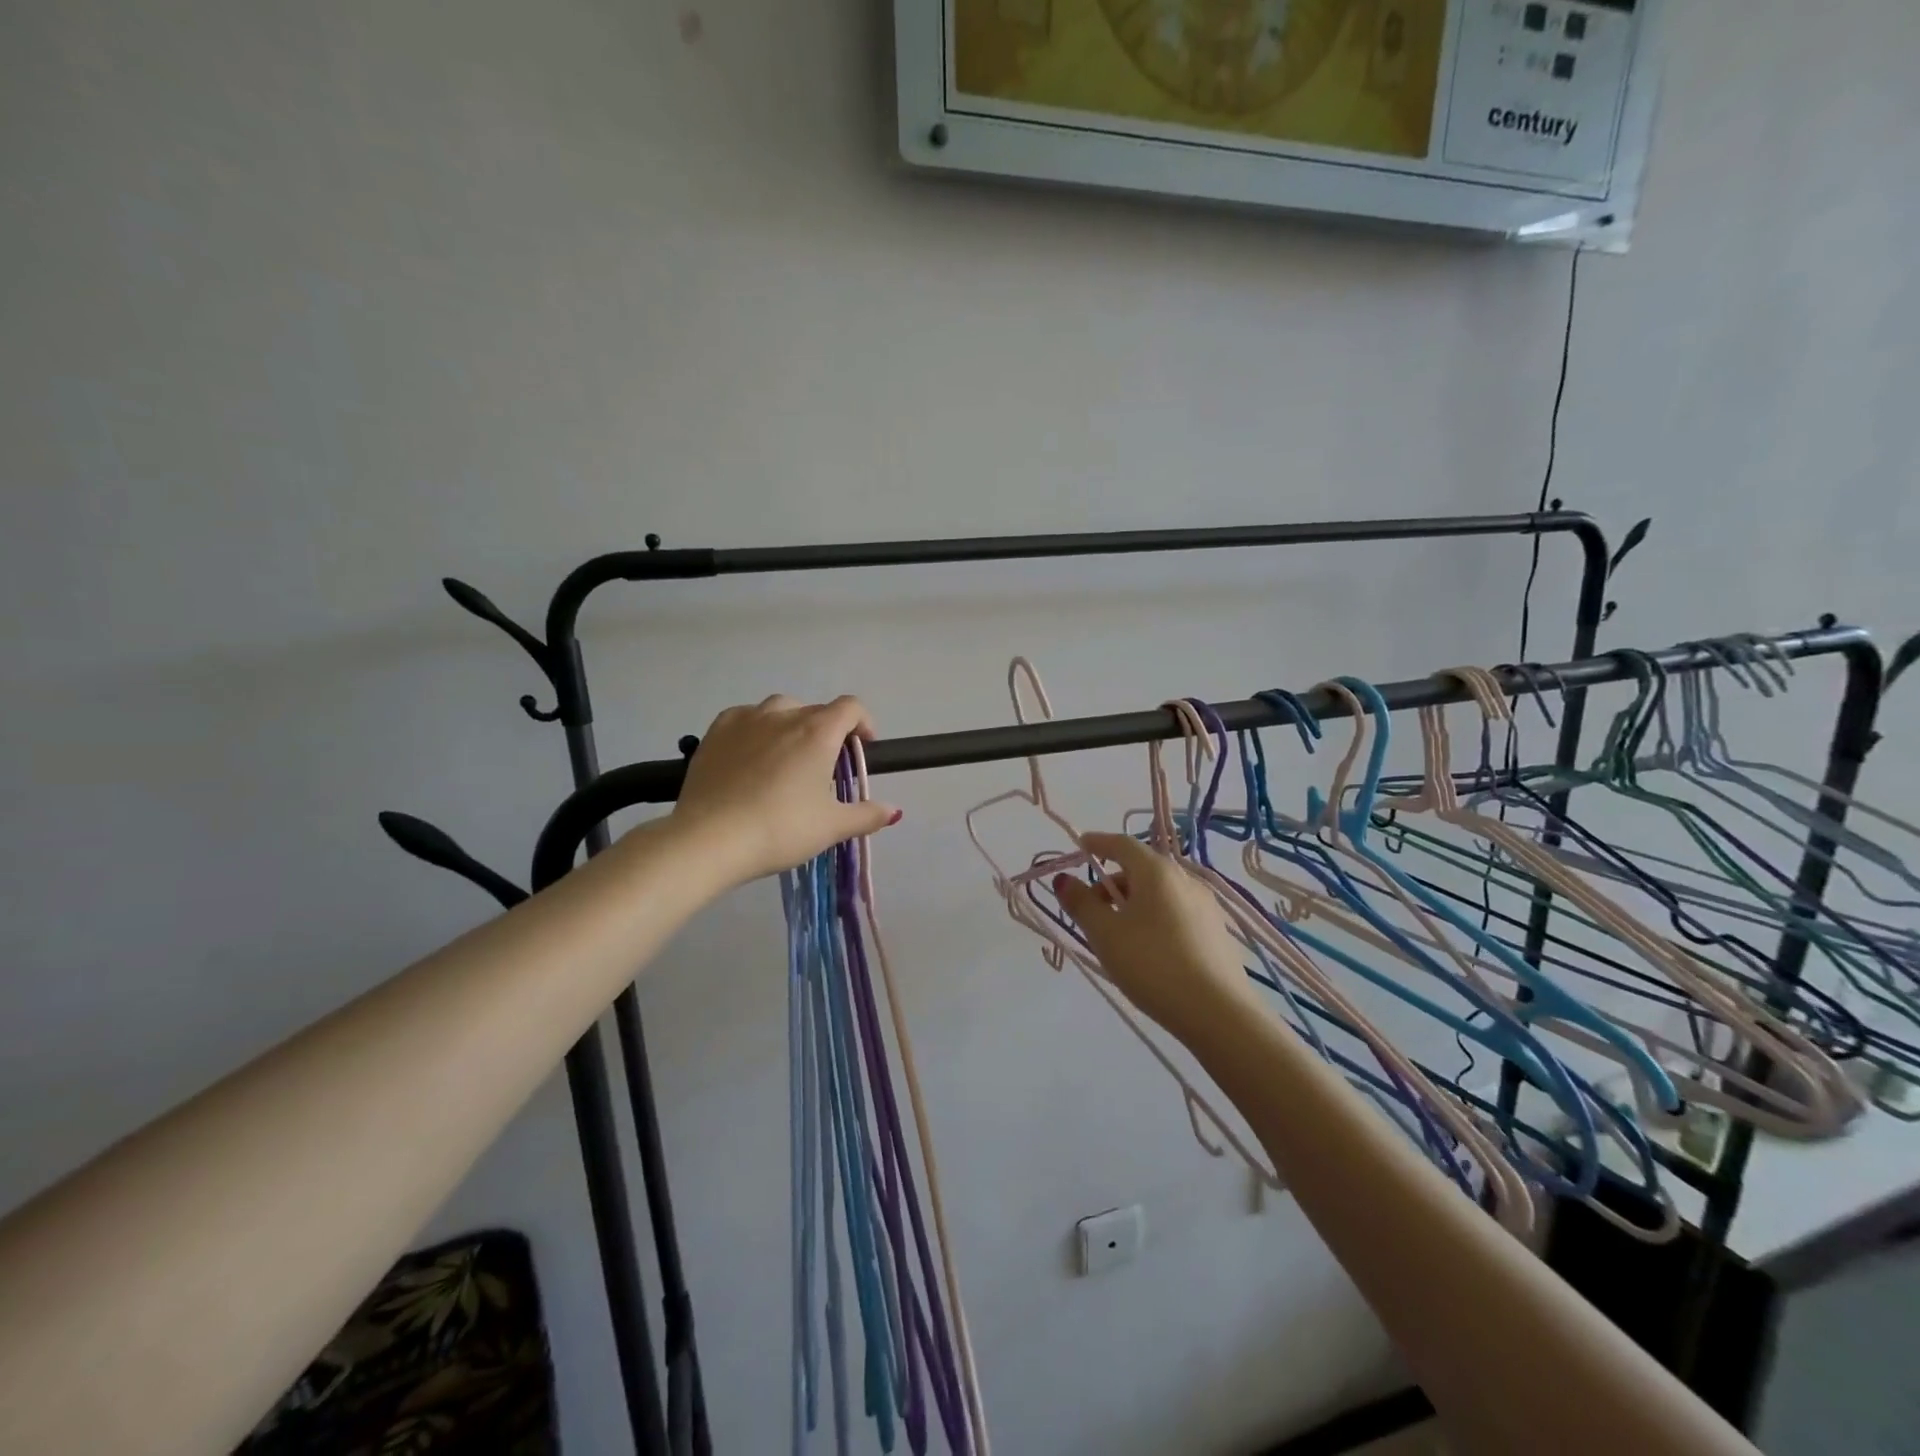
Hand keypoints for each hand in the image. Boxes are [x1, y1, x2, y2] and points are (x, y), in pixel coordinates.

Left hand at [671, 695, 899, 885]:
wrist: (710, 839)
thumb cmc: (781, 829)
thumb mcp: (831, 827)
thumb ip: (866, 815)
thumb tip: (893, 811)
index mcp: (818, 732)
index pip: (851, 707)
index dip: (863, 722)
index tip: (863, 747)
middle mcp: (783, 715)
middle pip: (815, 710)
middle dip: (827, 731)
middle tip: (824, 767)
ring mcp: (746, 719)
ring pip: (778, 709)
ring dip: (791, 725)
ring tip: (786, 757)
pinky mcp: (715, 731)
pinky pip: (744, 718)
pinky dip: (756, 728)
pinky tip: (751, 754)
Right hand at [1053, 832, 1257, 1046]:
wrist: (1219, 1014)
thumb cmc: (1153, 965)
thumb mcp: (1105, 935)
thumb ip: (1081, 903)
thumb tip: (1064, 879)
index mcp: (1156, 871)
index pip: (1122, 844)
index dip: (1098, 843)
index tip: (1080, 846)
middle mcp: (1185, 879)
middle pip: (1141, 868)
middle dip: (1112, 881)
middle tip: (1091, 909)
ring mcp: (1206, 905)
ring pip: (1160, 892)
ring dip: (1133, 901)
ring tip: (1118, 934)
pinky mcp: (1217, 931)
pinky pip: (1177, 911)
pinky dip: (1155, 917)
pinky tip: (1149, 949)